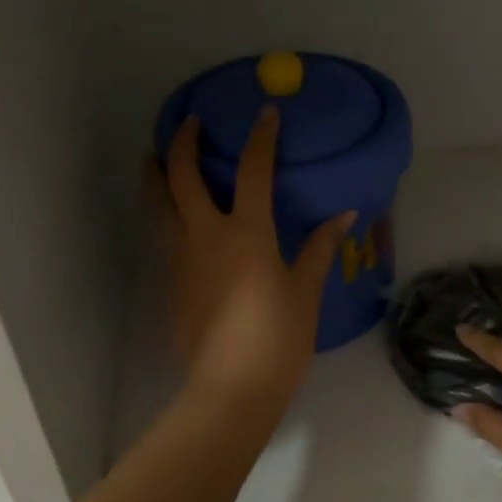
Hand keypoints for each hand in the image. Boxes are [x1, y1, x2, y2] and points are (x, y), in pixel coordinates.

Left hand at [164, 108, 354, 413]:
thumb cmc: (278, 337)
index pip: (252, 170)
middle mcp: (205, 235)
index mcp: (246, 232)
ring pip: (159, 204)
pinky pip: (165, 235)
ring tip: (157, 158)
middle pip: (182, 176)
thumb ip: (319, 247)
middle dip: (182, 142)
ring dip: (158, 174)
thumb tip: (343, 215)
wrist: (231, 388)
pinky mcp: (172, 283)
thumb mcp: (305, 290)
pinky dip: (166, 212)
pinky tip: (178, 217)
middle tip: (188, 123)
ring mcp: (182, 259)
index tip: (266, 113)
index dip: (261, 137)